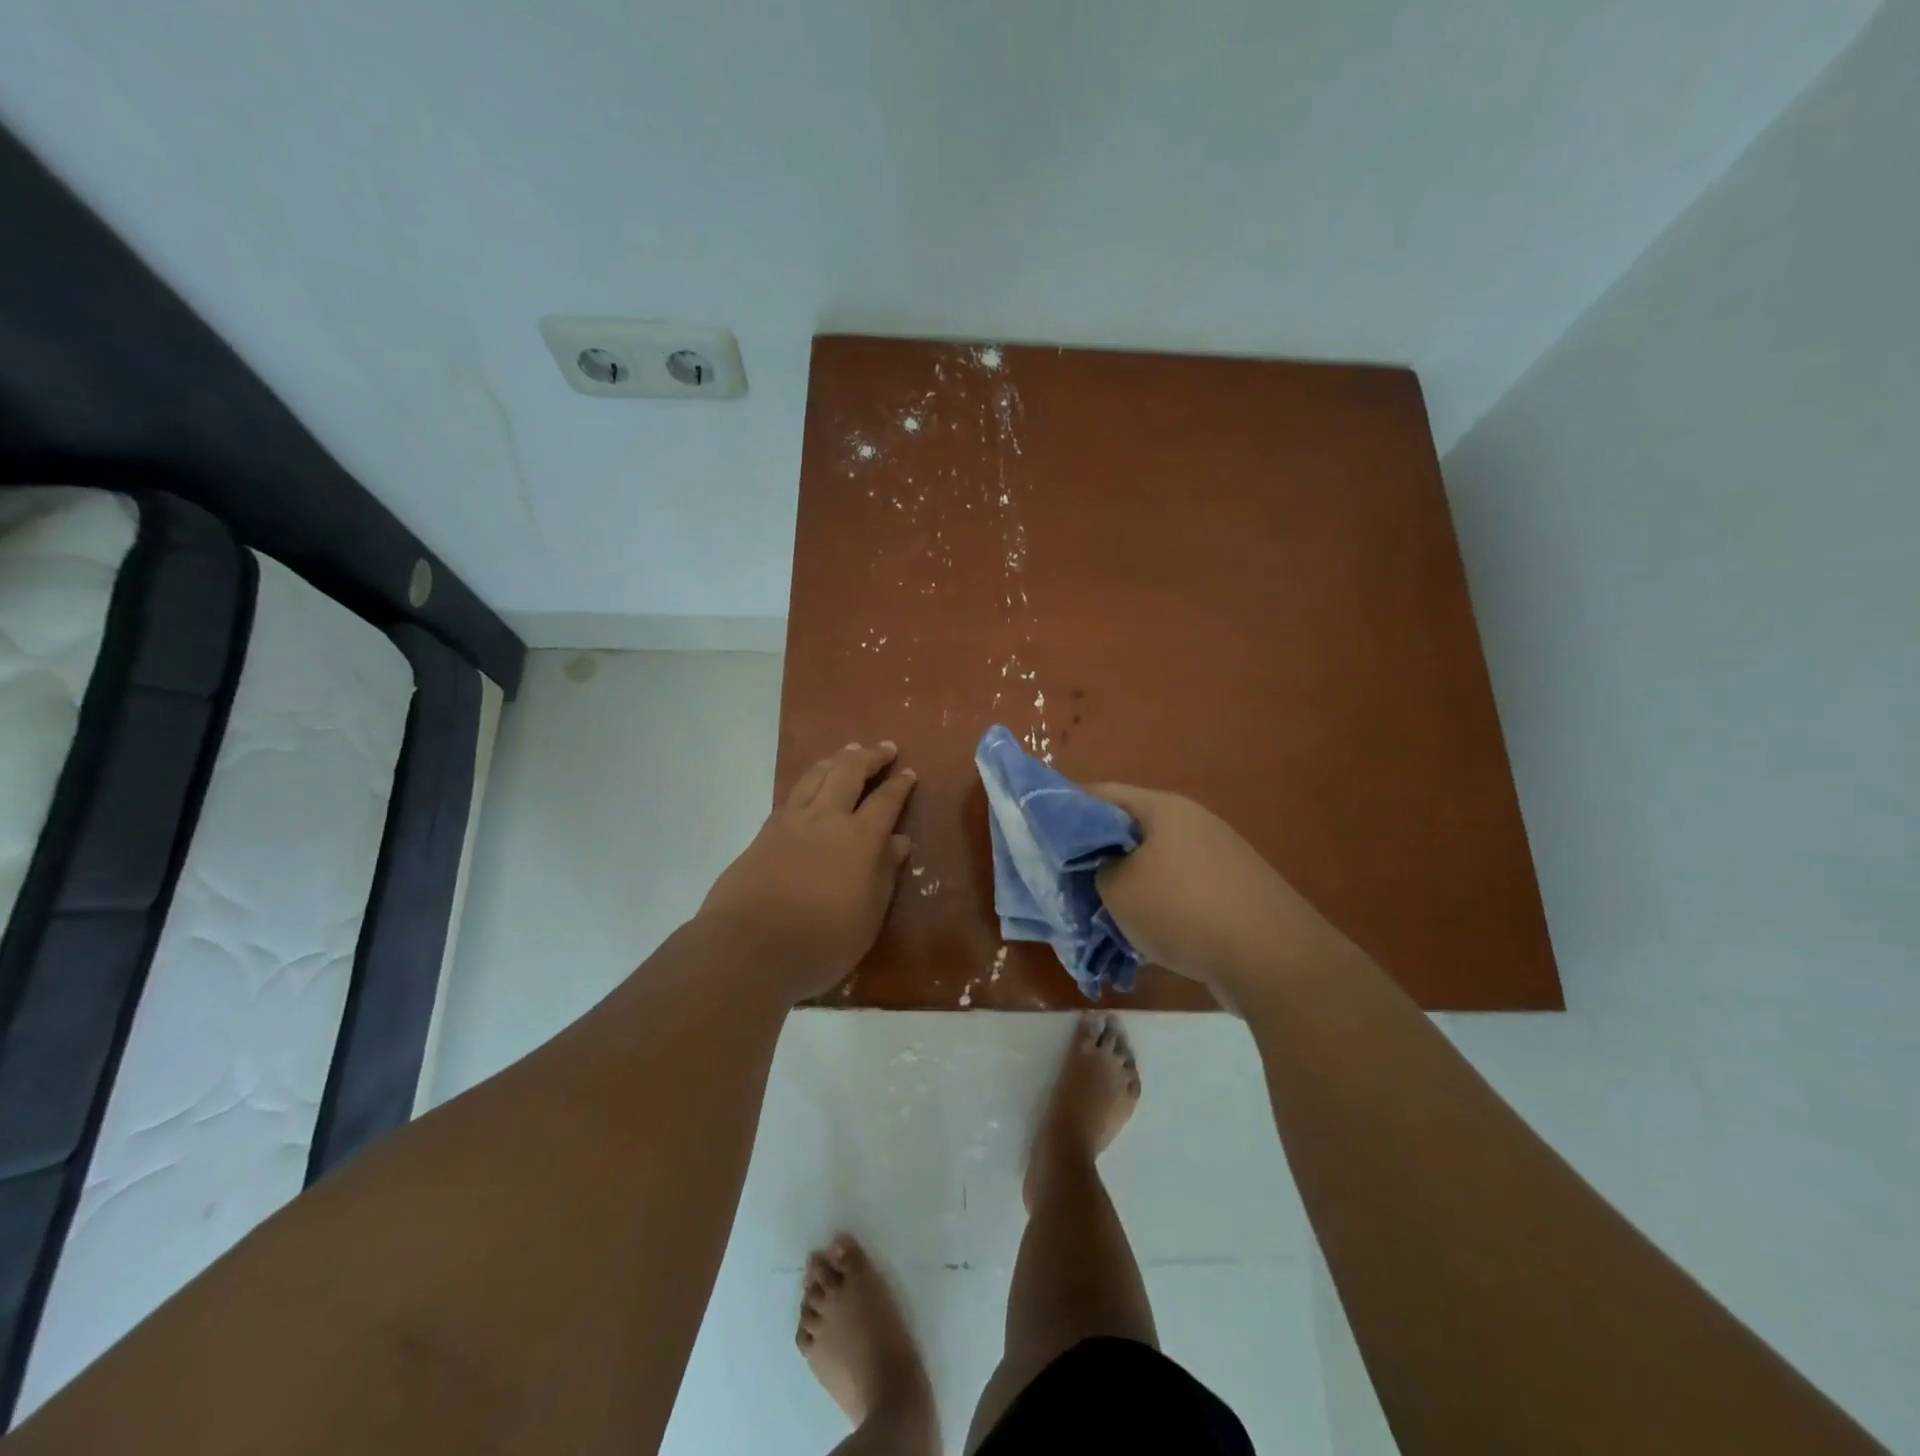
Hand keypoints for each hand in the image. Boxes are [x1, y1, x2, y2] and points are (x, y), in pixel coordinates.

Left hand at [700, 742, 916, 999]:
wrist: (748, 947)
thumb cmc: (821, 941)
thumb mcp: (868, 916)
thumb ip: (884, 874)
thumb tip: (899, 840)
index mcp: (859, 839)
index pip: (885, 801)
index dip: (899, 785)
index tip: (908, 772)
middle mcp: (826, 819)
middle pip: (848, 772)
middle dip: (869, 756)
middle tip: (884, 748)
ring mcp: (791, 822)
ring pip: (816, 775)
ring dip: (836, 759)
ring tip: (847, 752)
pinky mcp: (764, 833)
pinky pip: (793, 794)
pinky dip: (809, 780)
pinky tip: (811, 786)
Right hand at [1090, 783, 1335, 1004]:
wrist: (1272, 959)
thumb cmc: (1182, 909)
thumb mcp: (1117, 888)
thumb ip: (1094, 870)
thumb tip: (1100, 868)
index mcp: (1163, 809)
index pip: (1102, 794)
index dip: (1067, 809)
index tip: (1041, 834)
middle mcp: (1192, 823)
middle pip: (1128, 830)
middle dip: (1095, 855)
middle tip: (1066, 880)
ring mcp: (1217, 857)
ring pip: (1153, 865)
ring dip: (1125, 886)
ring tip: (1099, 914)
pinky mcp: (1231, 892)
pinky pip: (1178, 891)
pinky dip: (1155, 907)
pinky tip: (1140, 936)